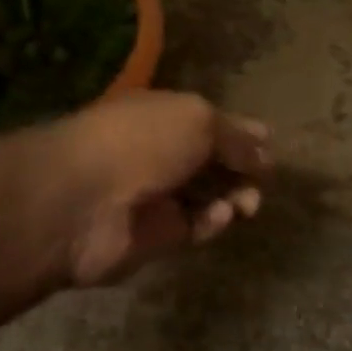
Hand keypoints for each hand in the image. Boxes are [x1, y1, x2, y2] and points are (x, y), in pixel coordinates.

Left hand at [27, 90, 270, 286]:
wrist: (83, 200)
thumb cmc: (142, 141)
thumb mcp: (197, 120)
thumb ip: (234, 136)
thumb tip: (265, 147)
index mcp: (162, 114)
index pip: (208, 121)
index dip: (238, 131)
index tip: (269, 144)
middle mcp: (159, 151)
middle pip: (210, 160)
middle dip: (241, 167)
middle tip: (263, 177)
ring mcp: (156, 195)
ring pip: (207, 196)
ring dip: (233, 197)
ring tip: (249, 202)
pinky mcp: (156, 236)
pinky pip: (194, 227)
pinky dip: (212, 222)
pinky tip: (221, 216)